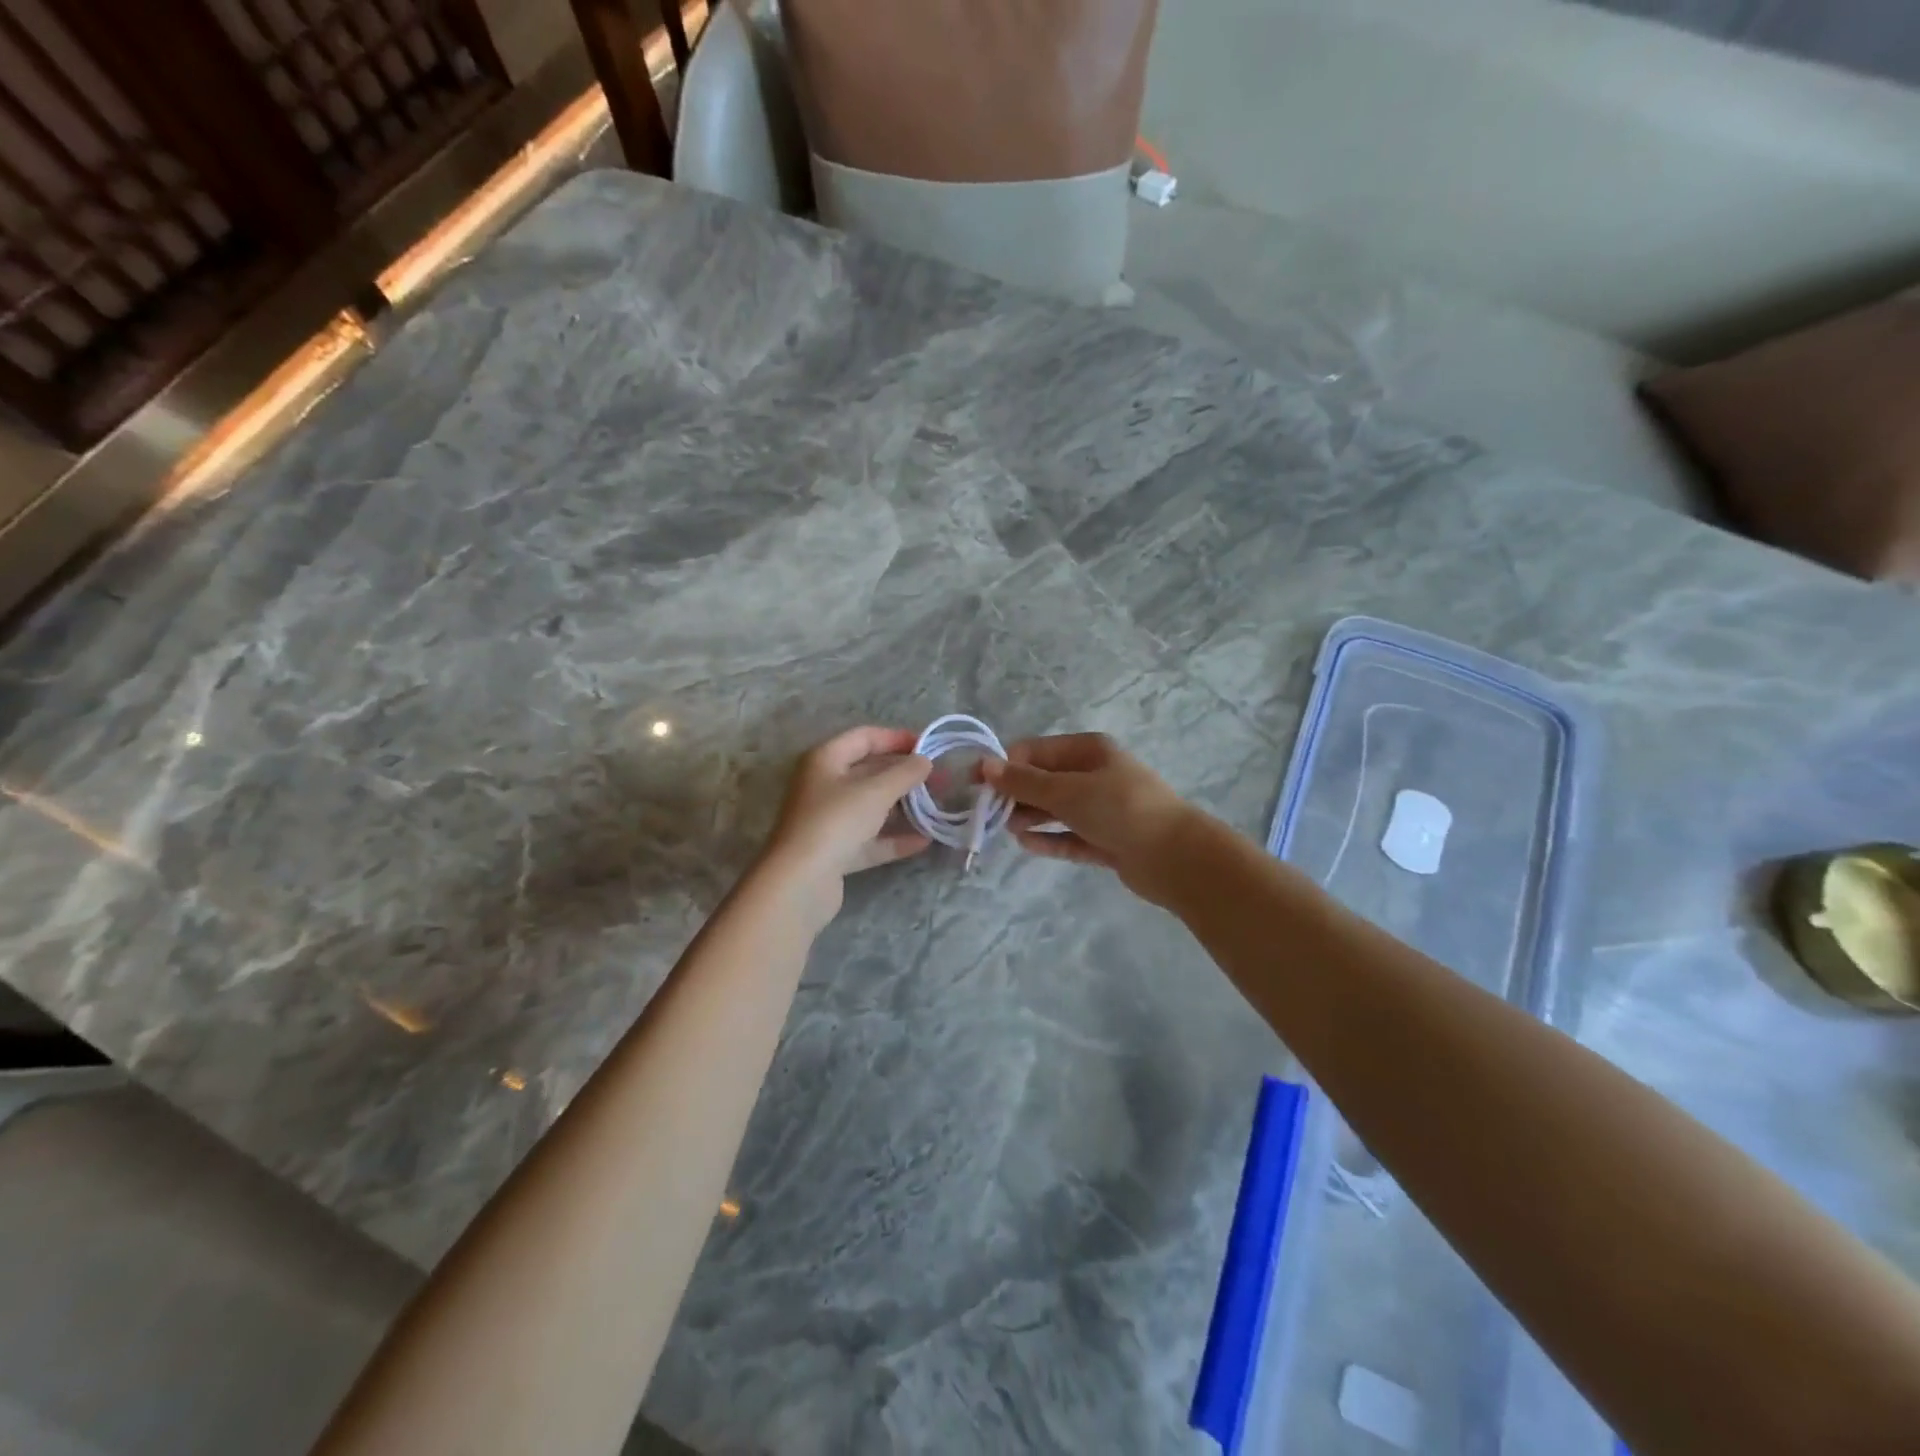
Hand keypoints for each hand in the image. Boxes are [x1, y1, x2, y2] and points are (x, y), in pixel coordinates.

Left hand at [759, 727, 932, 913]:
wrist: (800, 882)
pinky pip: (870, 839)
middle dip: (906, 775)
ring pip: (871, 807)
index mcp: (825, 760)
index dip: (897, 738)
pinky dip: (894, 838)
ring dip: (903, 807)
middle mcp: (824, 785)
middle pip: (869, 772)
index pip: (864, 737)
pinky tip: (924, 841)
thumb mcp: (875, 791)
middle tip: (941, 780)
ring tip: (937, 809)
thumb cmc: (836, 821)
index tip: (929, 746)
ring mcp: (828, 820)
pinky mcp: (835, 851)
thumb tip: (924, 761)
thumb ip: (904, 773)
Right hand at [981, 733, 1202, 905]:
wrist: (1175, 856)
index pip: (1036, 752)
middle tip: (989, 814)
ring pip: (1057, 809)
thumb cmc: (1119, 809)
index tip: (979, 787)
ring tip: (1007, 830)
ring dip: (1031, 817)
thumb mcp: (1066, 791)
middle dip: (1017, 794)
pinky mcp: (1107, 839)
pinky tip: (1026, 845)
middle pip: (1045, 781)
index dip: (1006, 767)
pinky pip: (1070, 836)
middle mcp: (1095, 774)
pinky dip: (1050, 838)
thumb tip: (986, 765)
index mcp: (1088, 750)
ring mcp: (1103, 809)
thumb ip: (1024, 782)